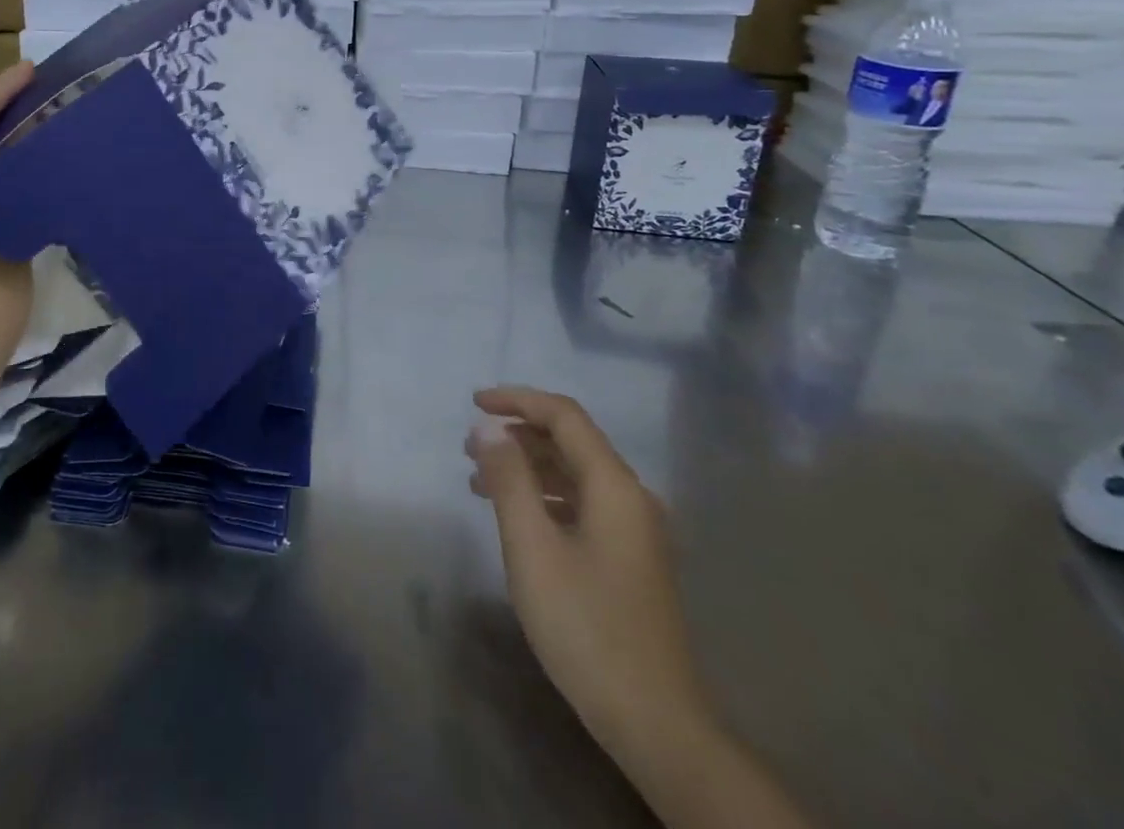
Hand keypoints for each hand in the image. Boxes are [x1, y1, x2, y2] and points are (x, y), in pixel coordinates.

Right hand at [467, 387, 713, 754]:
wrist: (654, 723)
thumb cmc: (586, 625)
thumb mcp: (532, 546)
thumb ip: (509, 478)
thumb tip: (488, 427)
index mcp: (614, 486)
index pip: (564, 416)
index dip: (517, 400)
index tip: (474, 403)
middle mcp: (631, 498)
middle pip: (571, 442)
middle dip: (517, 435)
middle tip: (469, 447)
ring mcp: (634, 532)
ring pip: (574, 475)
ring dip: (527, 467)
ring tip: (479, 481)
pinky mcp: (629, 560)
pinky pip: (581, 505)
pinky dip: (543, 498)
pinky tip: (515, 518)